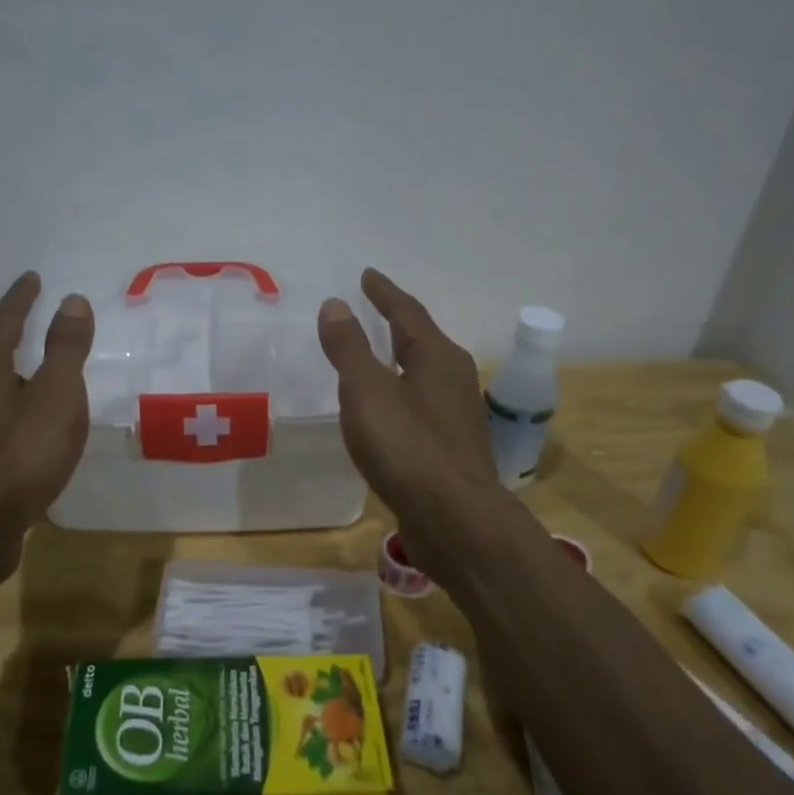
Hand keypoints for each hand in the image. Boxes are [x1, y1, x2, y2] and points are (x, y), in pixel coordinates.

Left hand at [0, 273, 93, 573]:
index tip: (32, 278)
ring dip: (4, 374)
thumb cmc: (20, 456)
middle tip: (29, 322)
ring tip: (27, 374)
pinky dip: (2, 408)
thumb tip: (71, 300)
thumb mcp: (57, 396)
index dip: (21, 298)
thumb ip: (65, 348)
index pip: (3, 319)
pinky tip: (14, 425)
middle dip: (7, 335)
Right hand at [318, 269, 499, 568]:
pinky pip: (421, 404)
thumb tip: (335, 304)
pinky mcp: (452, 447)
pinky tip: (387, 410)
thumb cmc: (407, 446)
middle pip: (422, 340)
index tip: (367, 275)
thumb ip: (349, 347)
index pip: (407, 312)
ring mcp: (458, 414)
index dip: (384, 293)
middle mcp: (455, 378)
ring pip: (425, 374)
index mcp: (437, 356)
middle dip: (397, 324)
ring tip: (377, 356)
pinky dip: (401, 393)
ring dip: (401, 359)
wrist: (454, 519)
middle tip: (372, 310)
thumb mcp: (366, 390)